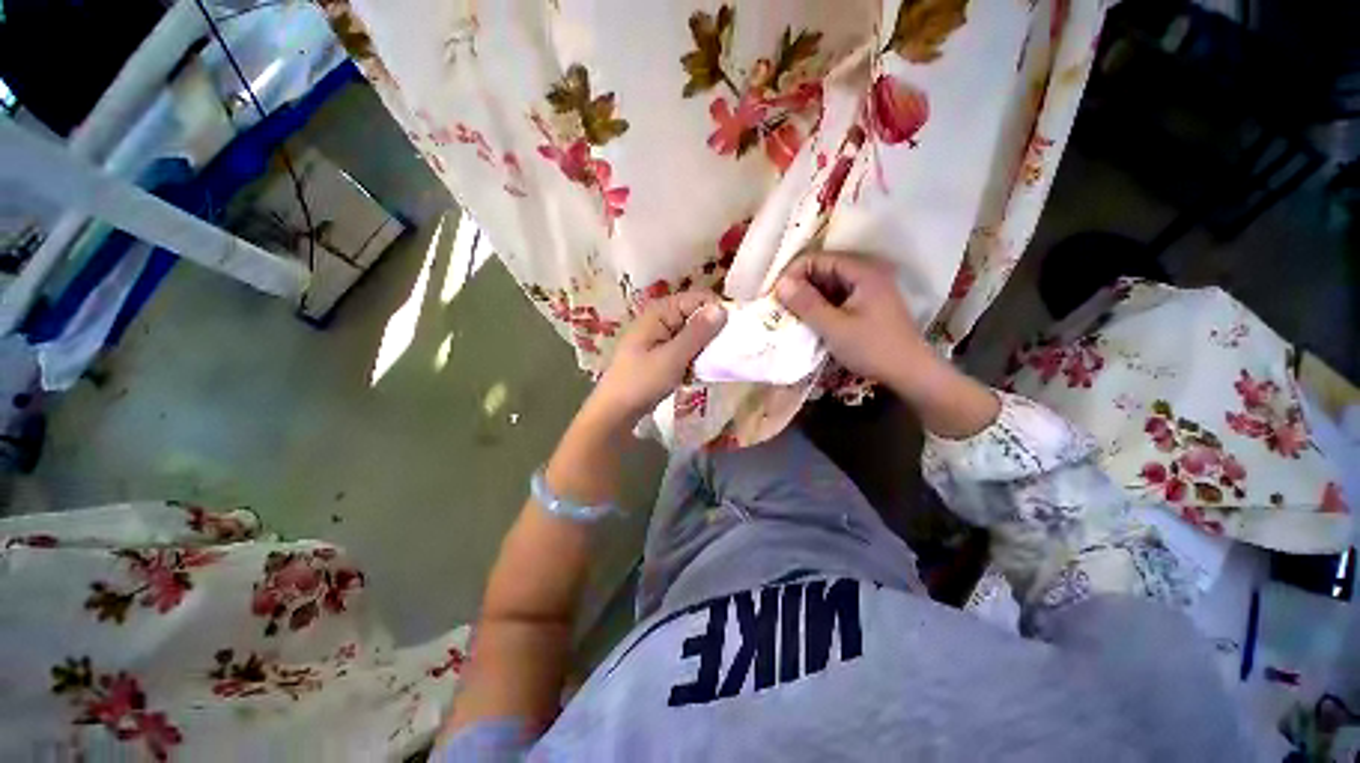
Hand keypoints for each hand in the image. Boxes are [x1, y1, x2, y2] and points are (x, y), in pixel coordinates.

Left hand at [589, 291, 726, 425]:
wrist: (616, 411)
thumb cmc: (641, 381)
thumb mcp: (672, 357)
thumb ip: (697, 333)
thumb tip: (722, 308)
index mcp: (660, 312)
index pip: (698, 299)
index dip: (717, 311)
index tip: (734, 331)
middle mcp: (661, 318)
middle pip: (697, 315)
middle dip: (713, 331)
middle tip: (726, 351)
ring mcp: (661, 337)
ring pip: (694, 334)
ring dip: (705, 347)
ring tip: (714, 362)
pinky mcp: (663, 353)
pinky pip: (686, 348)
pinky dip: (696, 357)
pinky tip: (700, 371)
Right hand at [775, 251, 998, 437]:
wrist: (910, 373)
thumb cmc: (872, 348)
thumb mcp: (834, 327)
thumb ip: (807, 304)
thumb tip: (780, 284)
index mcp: (863, 271)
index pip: (819, 258)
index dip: (794, 273)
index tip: (776, 295)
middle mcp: (867, 273)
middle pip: (824, 269)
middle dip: (800, 286)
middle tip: (779, 306)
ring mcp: (869, 289)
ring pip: (829, 284)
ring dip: (809, 297)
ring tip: (790, 314)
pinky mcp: (867, 304)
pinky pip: (837, 297)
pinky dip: (821, 306)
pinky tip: (809, 321)